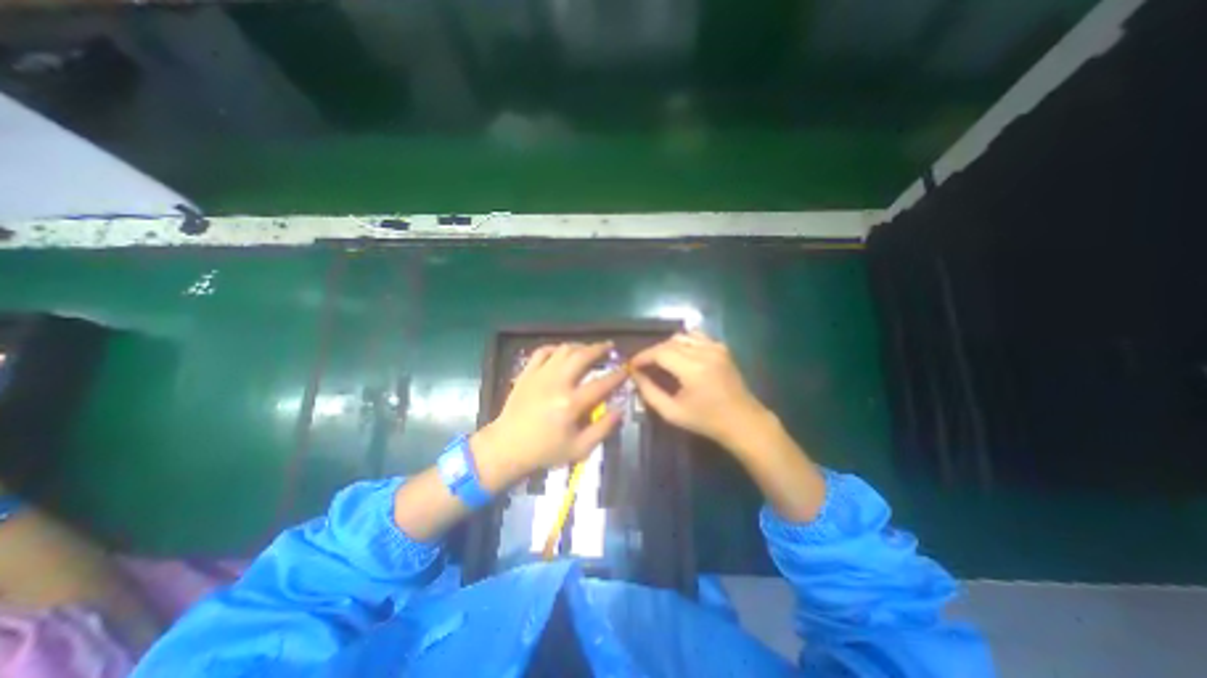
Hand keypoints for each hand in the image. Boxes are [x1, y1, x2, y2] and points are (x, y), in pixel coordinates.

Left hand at [472, 343, 626, 481]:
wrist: (506, 447)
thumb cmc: (544, 451)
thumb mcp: (579, 449)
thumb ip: (603, 428)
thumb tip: (620, 410)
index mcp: (571, 403)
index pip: (601, 383)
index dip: (617, 375)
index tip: (626, 369)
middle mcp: (557, 383)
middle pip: (582, 356)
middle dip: (599, 349)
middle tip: (609, 347)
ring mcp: (539, 375)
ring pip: (563, 350)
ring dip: (580, 346)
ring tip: (589, 349)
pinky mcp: (526, 373)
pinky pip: (542, 351)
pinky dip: (555, 348)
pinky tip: (563, 352)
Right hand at [627, 331, 767, 447]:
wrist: (743, 421)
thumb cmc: (706, 421)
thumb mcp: (672, 412)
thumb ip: (650, 393)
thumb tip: (635, 375)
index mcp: (693, 369)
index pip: (660, 352)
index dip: (643, 356)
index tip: (632, 365)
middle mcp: (705, 352)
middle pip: (669, 342)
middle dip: (653, 352)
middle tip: (644, 366)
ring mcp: (716, 347)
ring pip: (682, 336)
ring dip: (667, 346)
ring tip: (660, 361)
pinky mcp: (722, 347)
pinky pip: (696, 336)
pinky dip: (683, 342)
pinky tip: (680, 356)